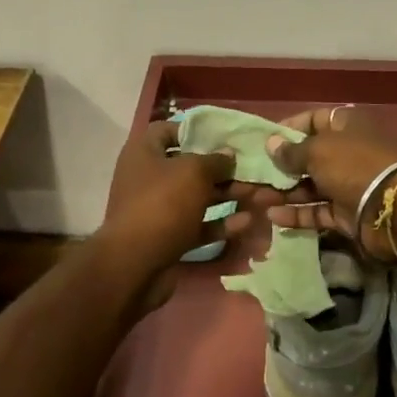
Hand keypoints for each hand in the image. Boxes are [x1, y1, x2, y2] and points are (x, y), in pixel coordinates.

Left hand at [97, 122, 250, 304]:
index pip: (167, 130)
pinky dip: (220, 222)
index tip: (224, 136)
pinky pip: (198, 225)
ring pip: (198, 197)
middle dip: (224, 169)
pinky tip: (247, 221)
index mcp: (144, 154)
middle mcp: (148, 178)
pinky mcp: (168, 237)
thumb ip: (216, 160)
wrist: (135, 265)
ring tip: (261, 195)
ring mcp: (158, 210)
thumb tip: (228, 155)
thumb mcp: (194, 172)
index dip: (195, 130)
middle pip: (190, 167)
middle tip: (254, 169)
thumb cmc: (163, 204)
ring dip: (228, 195)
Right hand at [261, 106, 396, 258]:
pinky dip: (297, 214)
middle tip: (254, 175)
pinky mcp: (348, 213)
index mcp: (347, 126)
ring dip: (285, 192)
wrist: (395, 209)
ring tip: (257, 199)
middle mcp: (348, 153)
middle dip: (282, 166)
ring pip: (311, 186)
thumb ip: (292, 150)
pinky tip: (273, 217)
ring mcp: (349, 184)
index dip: (290, 128)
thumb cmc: (354, 166)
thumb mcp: (318, 151)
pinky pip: (318, 211)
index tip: (265, 141)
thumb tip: (271, 144)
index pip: (315, 120)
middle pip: (310, 156)